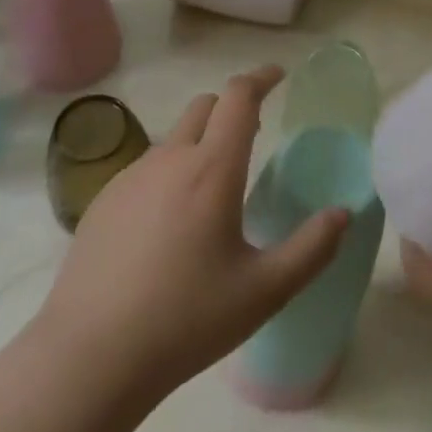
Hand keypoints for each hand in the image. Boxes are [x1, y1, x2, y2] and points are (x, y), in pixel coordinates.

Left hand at [36, 65, 349, 404]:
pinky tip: (169, 226)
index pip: (238, 97)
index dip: (261, 78)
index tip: (278, 75)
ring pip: (174, 138)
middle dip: (233, 107)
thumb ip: (311, 249)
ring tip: (213, 191)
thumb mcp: (264, 291)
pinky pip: (146, 167)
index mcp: (212, 169)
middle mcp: (170, 159)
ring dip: (200, 142)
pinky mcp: (103, 201)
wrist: (89, 357)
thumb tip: (343, 214)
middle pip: (205, 106)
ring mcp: (130, 177)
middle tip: (254, 134)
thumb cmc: (185, 320)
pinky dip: (170, 173)